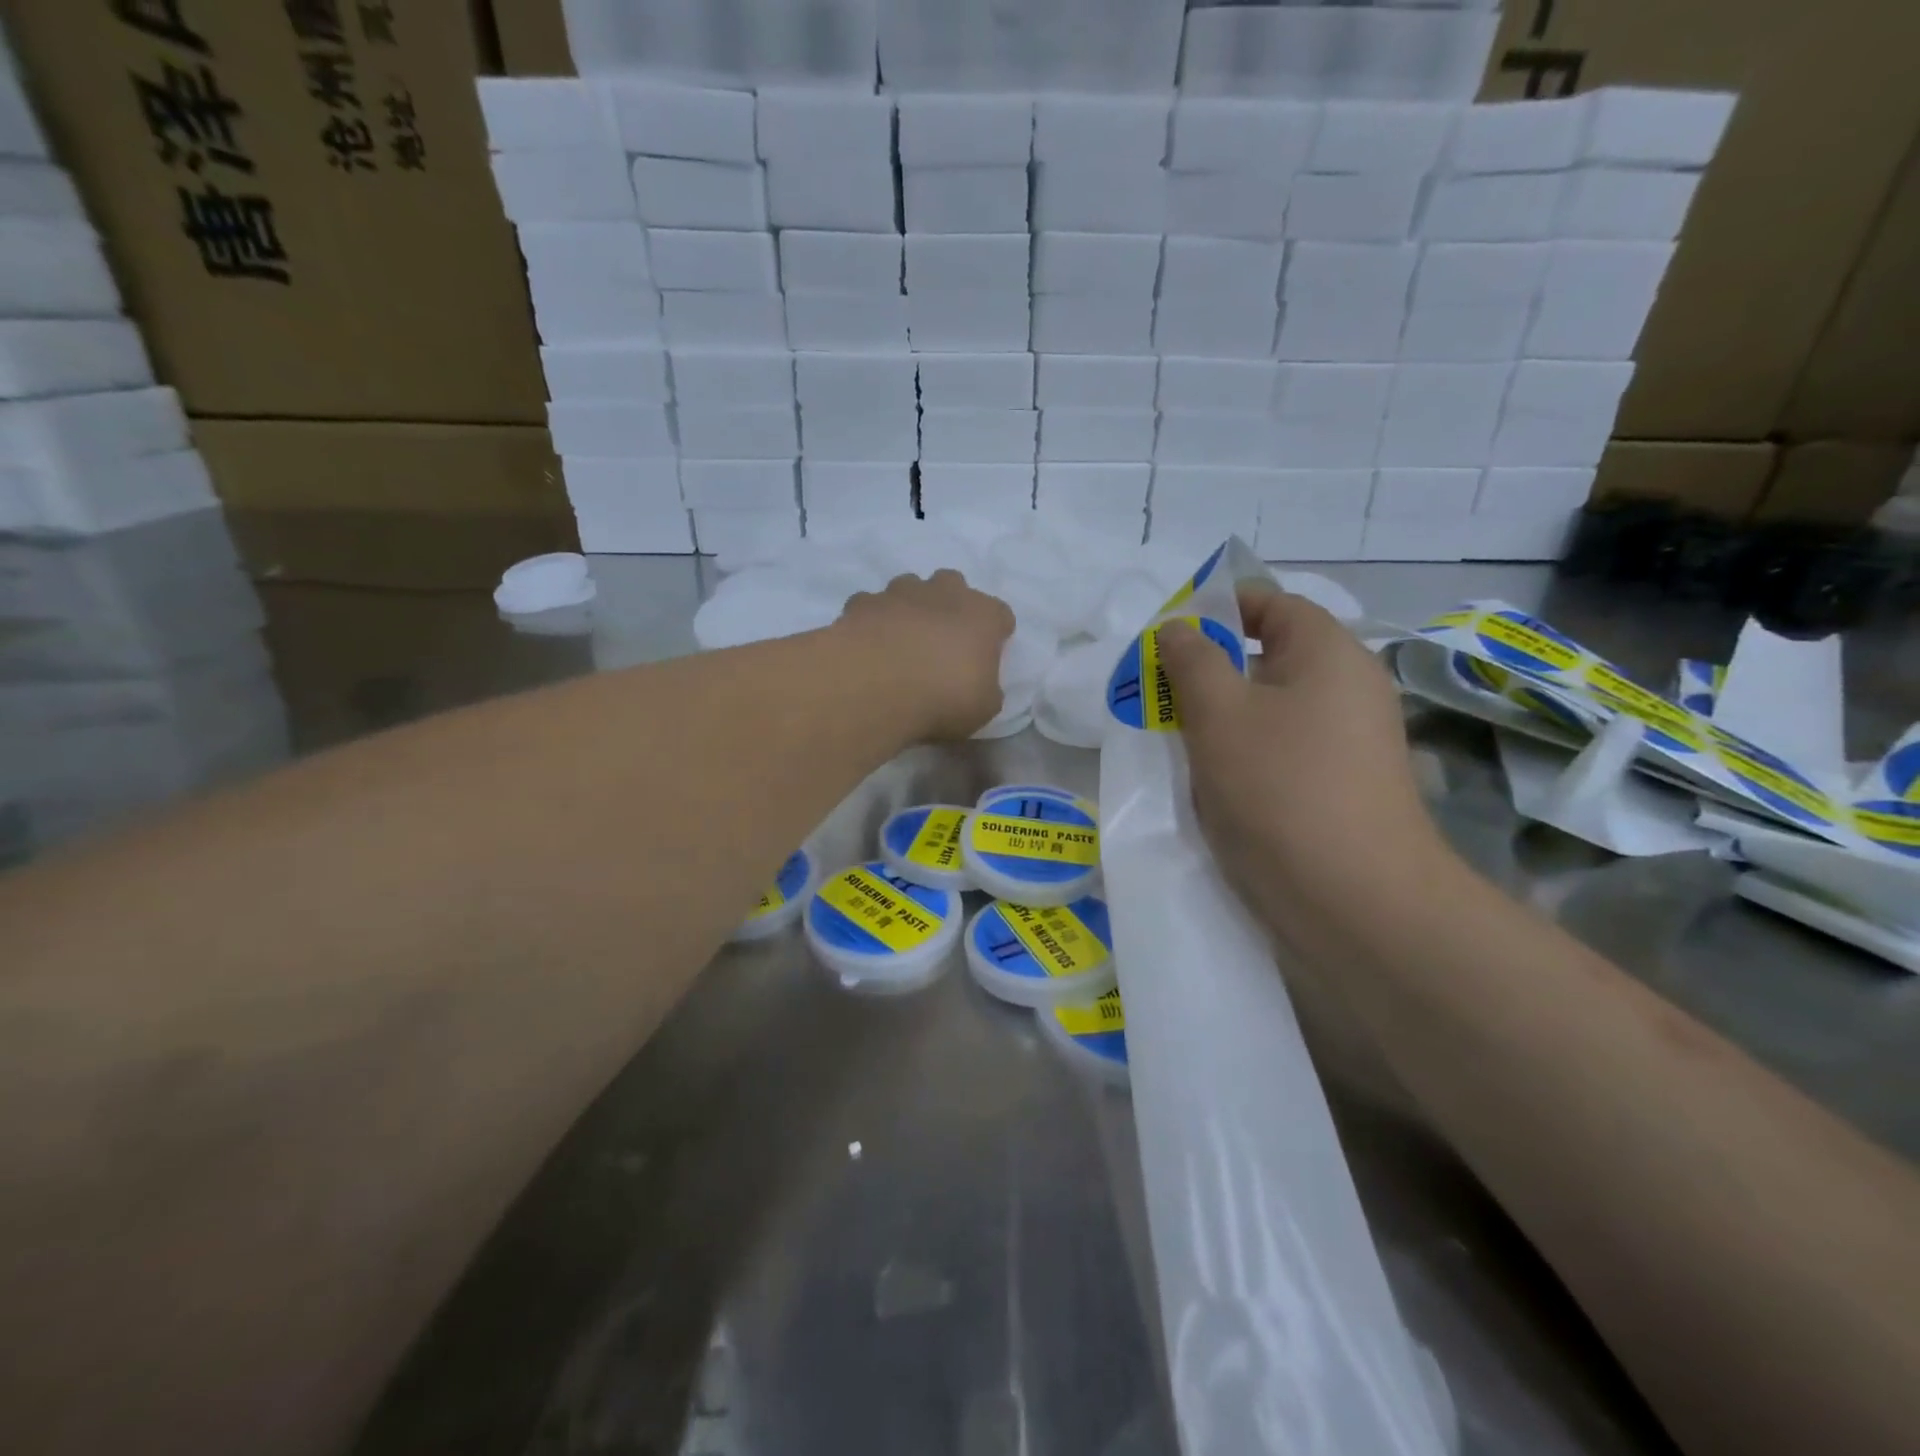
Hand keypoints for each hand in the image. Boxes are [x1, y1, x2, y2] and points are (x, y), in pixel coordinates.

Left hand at [839, 570, 1014, 740]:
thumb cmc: (943, 698)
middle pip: (953, 585)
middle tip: (942, 640)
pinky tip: (868, 644)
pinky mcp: (862, 603)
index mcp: (983, 615)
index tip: (986, 655)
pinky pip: (871, 605)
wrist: (875, 687)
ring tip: (901, 640)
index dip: (994, 634)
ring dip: (910, 607)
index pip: (1000, 614)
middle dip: (949, 605)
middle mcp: (944, 593)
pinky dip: (872, 620)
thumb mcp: (983, 708)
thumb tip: (979, 684)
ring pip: (909, 587)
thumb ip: (986, 688)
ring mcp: (900, 593)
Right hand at [1158, 584, 1449, 941]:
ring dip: (1223, 716)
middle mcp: (1350, 687)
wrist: (1355, 900)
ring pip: (1273, 708)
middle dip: (1210, 669)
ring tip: (1175, 739)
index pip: (1271, 604)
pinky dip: (1245, 752)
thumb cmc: (1280, 788)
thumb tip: (1178, 627)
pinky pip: (1284, 748)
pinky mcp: (1343, 785)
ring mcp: (1352, 741)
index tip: (1167, 637)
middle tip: (1160, 693)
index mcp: (1329, 653)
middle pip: (1270, 657)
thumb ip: (1192, 661)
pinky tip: (1212, 781)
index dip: (1216, 609)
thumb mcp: (1219, 714)